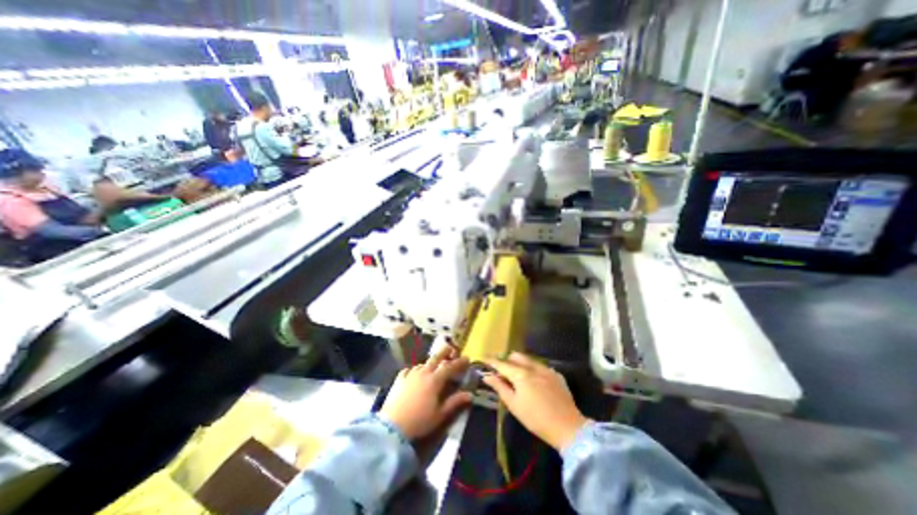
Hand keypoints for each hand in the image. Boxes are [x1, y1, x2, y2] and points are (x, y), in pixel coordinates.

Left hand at [379, 344, 472, 439]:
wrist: (392, 427)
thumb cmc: (420, 421)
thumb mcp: (440, 414)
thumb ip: (455, 402)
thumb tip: (470, 394)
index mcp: (435, 380)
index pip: (450, 366)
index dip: (460, 362)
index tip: (467, 358)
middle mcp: (423, 372)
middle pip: (436, 357)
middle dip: (445, 352)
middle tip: (452, 350)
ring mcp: (410, 374)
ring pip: (423, 363)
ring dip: (431, 362)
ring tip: (434, 366)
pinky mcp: (400, 379)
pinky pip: (410, 369)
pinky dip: (416, 370)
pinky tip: (415, 374)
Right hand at [483, 354, 590, 450]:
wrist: (568, 427)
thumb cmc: (536, 419)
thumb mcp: (514, 405)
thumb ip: (499, 387)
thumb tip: (487, 375)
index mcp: (520, 374)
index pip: (501, 363)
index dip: (491, 360)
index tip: (483, 358)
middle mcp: (533, 366)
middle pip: (515, 356)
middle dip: (506, 360)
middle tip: (501, 371)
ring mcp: (546, 369)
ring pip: (528, 359)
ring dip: (519, 363)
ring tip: (517, 376)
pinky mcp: (556, 374)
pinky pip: (540, 366)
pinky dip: (532, 369)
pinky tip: (534, 382)